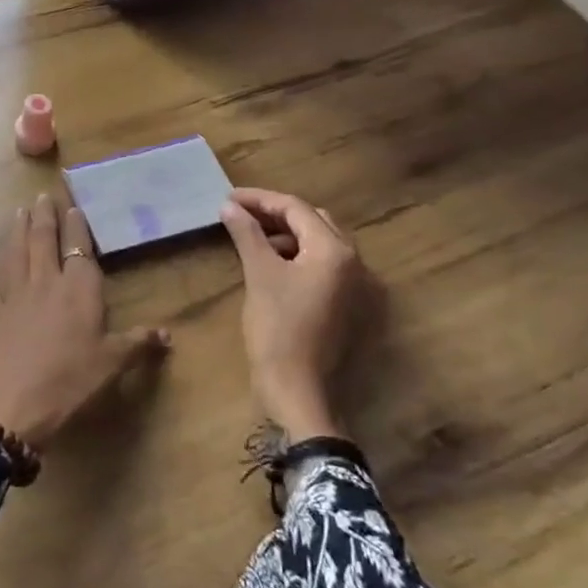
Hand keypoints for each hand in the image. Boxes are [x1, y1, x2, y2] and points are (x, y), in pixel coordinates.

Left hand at [0, 194, 170, 448]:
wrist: (15, 402)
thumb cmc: (71, 381)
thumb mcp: (112, 364)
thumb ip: (137, 344)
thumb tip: (167, 334)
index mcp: (78, 291)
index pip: (79, 250)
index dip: (77, 228)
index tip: (73, 207)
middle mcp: (45, 283)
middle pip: (43, 242)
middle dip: (44, 217)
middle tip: (43, 196)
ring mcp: (13, 297)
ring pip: (15, 255)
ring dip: (16, 231)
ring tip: (18, 211)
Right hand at [219, 188, 365, 439]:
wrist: (298, 389)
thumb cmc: (278, 328)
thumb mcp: (259, 275)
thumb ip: (247, 234)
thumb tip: (229, 207)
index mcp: (335, 251)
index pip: (296, 209)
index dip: (259, 199)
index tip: (228, 198)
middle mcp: (356, 263)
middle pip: (315, 222)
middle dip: (276, 214)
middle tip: (240, 214)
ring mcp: (359, 287)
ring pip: (321, 244)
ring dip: (288, 236)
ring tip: (253, 238)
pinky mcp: (351, 307)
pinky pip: (326, 267)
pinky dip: (300, 257)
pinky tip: (274, 265)